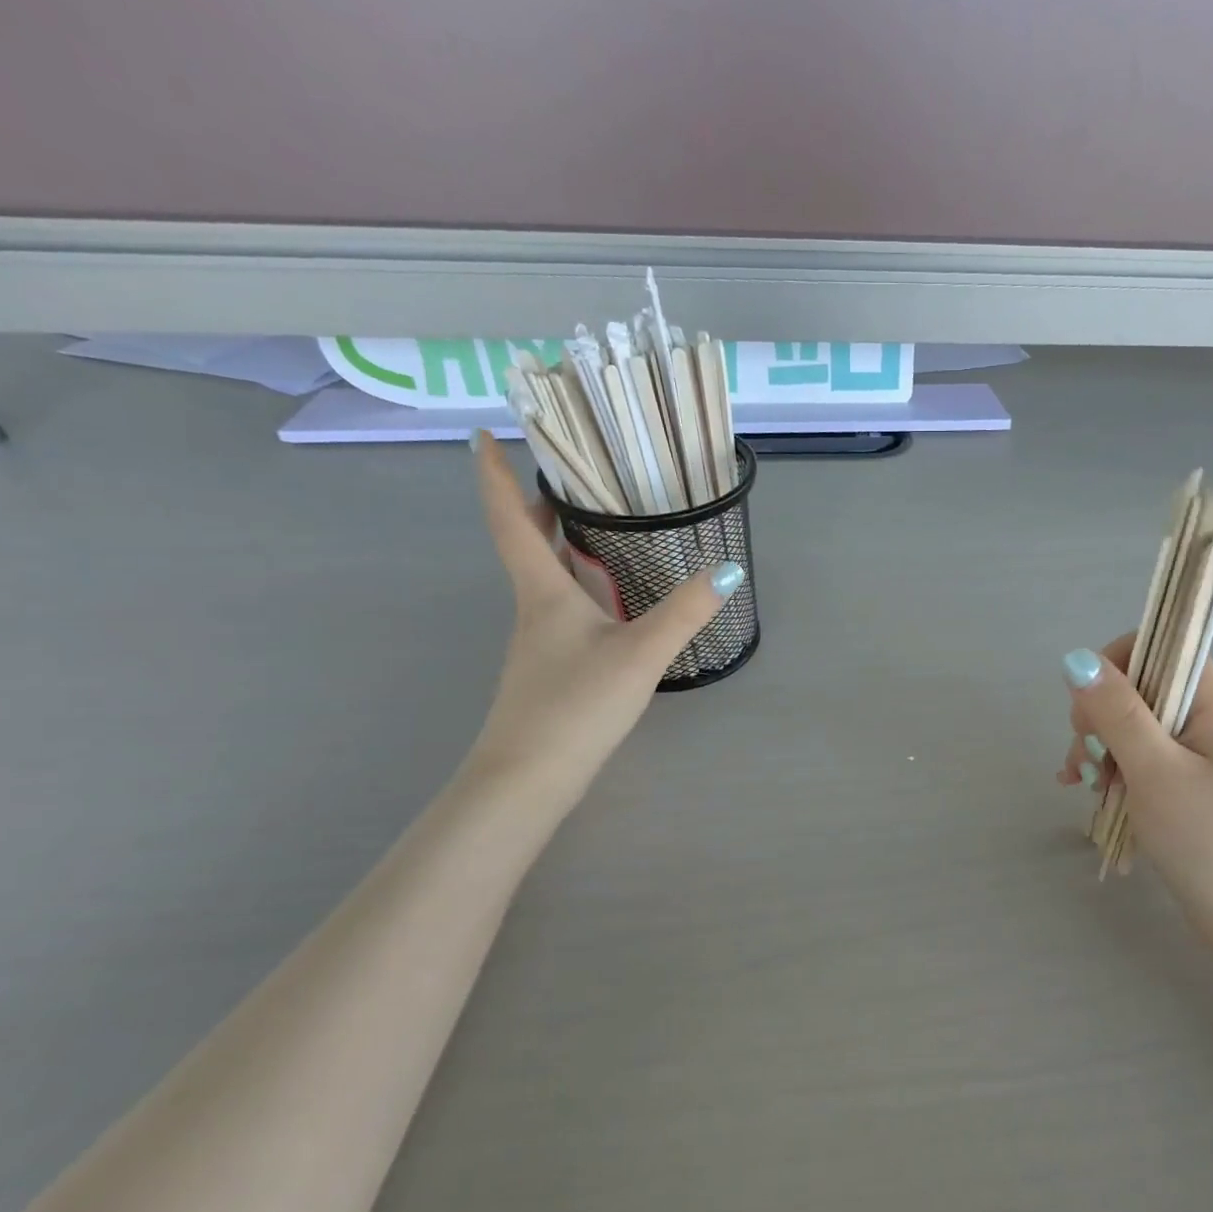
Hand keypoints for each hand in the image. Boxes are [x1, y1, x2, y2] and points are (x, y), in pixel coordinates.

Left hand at [467, 430, 741, 800]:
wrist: (529, 778)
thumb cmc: (575, 705)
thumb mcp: (640, 654)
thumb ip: (685, 611)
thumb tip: (727, 569)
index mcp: (543, 593)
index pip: (510, 520)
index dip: (494, 475)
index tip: (485, 433)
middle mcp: (534, 610)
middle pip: (527, 545)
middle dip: (536, 505)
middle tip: (565, 475)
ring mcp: (540, 642)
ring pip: (545, 578)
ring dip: (560, 544)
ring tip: (596, 524)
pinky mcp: (552, 669)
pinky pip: (562, 608)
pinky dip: (579, 584)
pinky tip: (611, 599)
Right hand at [1057, 636, 1212, 959]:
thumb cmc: (1210, 841)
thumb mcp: (1155, 772)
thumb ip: (1117, 713)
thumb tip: (1077, 659)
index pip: (1159, 647)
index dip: (1114, 667)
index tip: (1090, 712)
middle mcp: (1208, 717)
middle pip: (1137, 688)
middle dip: (1098, 718)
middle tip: (1086, 760)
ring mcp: (1197, 753)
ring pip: (1131, 726)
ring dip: (1098, 749)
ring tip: (1082, 787)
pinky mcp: (1185, 783)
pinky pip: (1137, 759)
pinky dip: (1109, 771)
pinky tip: (1083, 792)